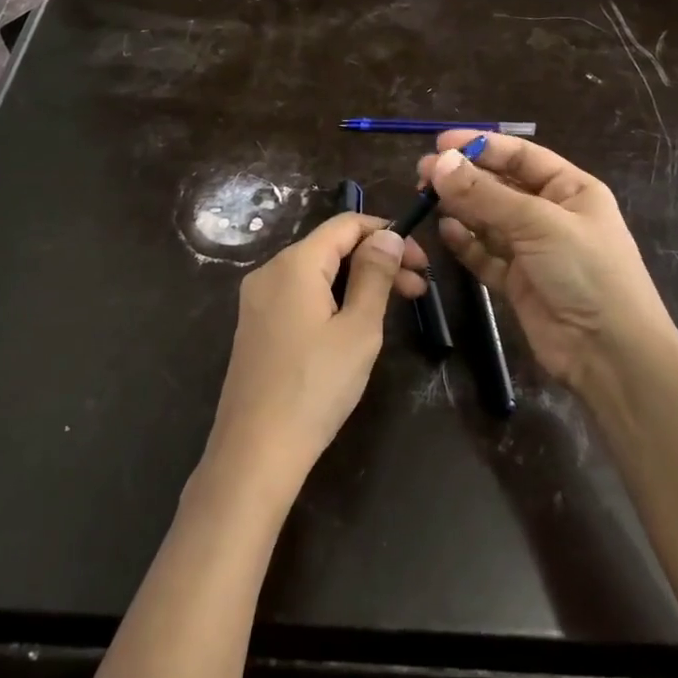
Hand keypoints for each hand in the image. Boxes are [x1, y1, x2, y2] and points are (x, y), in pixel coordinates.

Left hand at [205, 213, 427, 500]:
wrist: (255, 452)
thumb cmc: (315, 387)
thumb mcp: (358, 329)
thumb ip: (375, 275)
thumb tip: (388, 236)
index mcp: (294, 263)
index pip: (346, 224)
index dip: (387, 233)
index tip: (422, 261)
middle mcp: (270, 271)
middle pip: (331, 248)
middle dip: (377, 261)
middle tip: (421, 291)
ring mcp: (258, 300)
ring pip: (317, 274)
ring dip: (358, 282)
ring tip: (395, 310)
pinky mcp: (256, 326)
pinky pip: (300, 296)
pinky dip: (332, 299)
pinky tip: (354, 325)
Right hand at [418, 133, 677, 395]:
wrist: (611, 354)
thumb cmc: (586, 272)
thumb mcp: (538, 223)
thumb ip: (485, 194)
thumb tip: (440, 162)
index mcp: (570, 189)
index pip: (520, 155)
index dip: (481, 146)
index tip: (440, 143)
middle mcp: (551, 214)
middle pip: (499, 186)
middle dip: (464, 178)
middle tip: (423, 173)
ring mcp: (533, 250)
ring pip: (488, 220)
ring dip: (460, 208)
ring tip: (425, 198)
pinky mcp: (517, 282)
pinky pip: (485, 254)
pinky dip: (465, 243)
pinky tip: (445, 232)